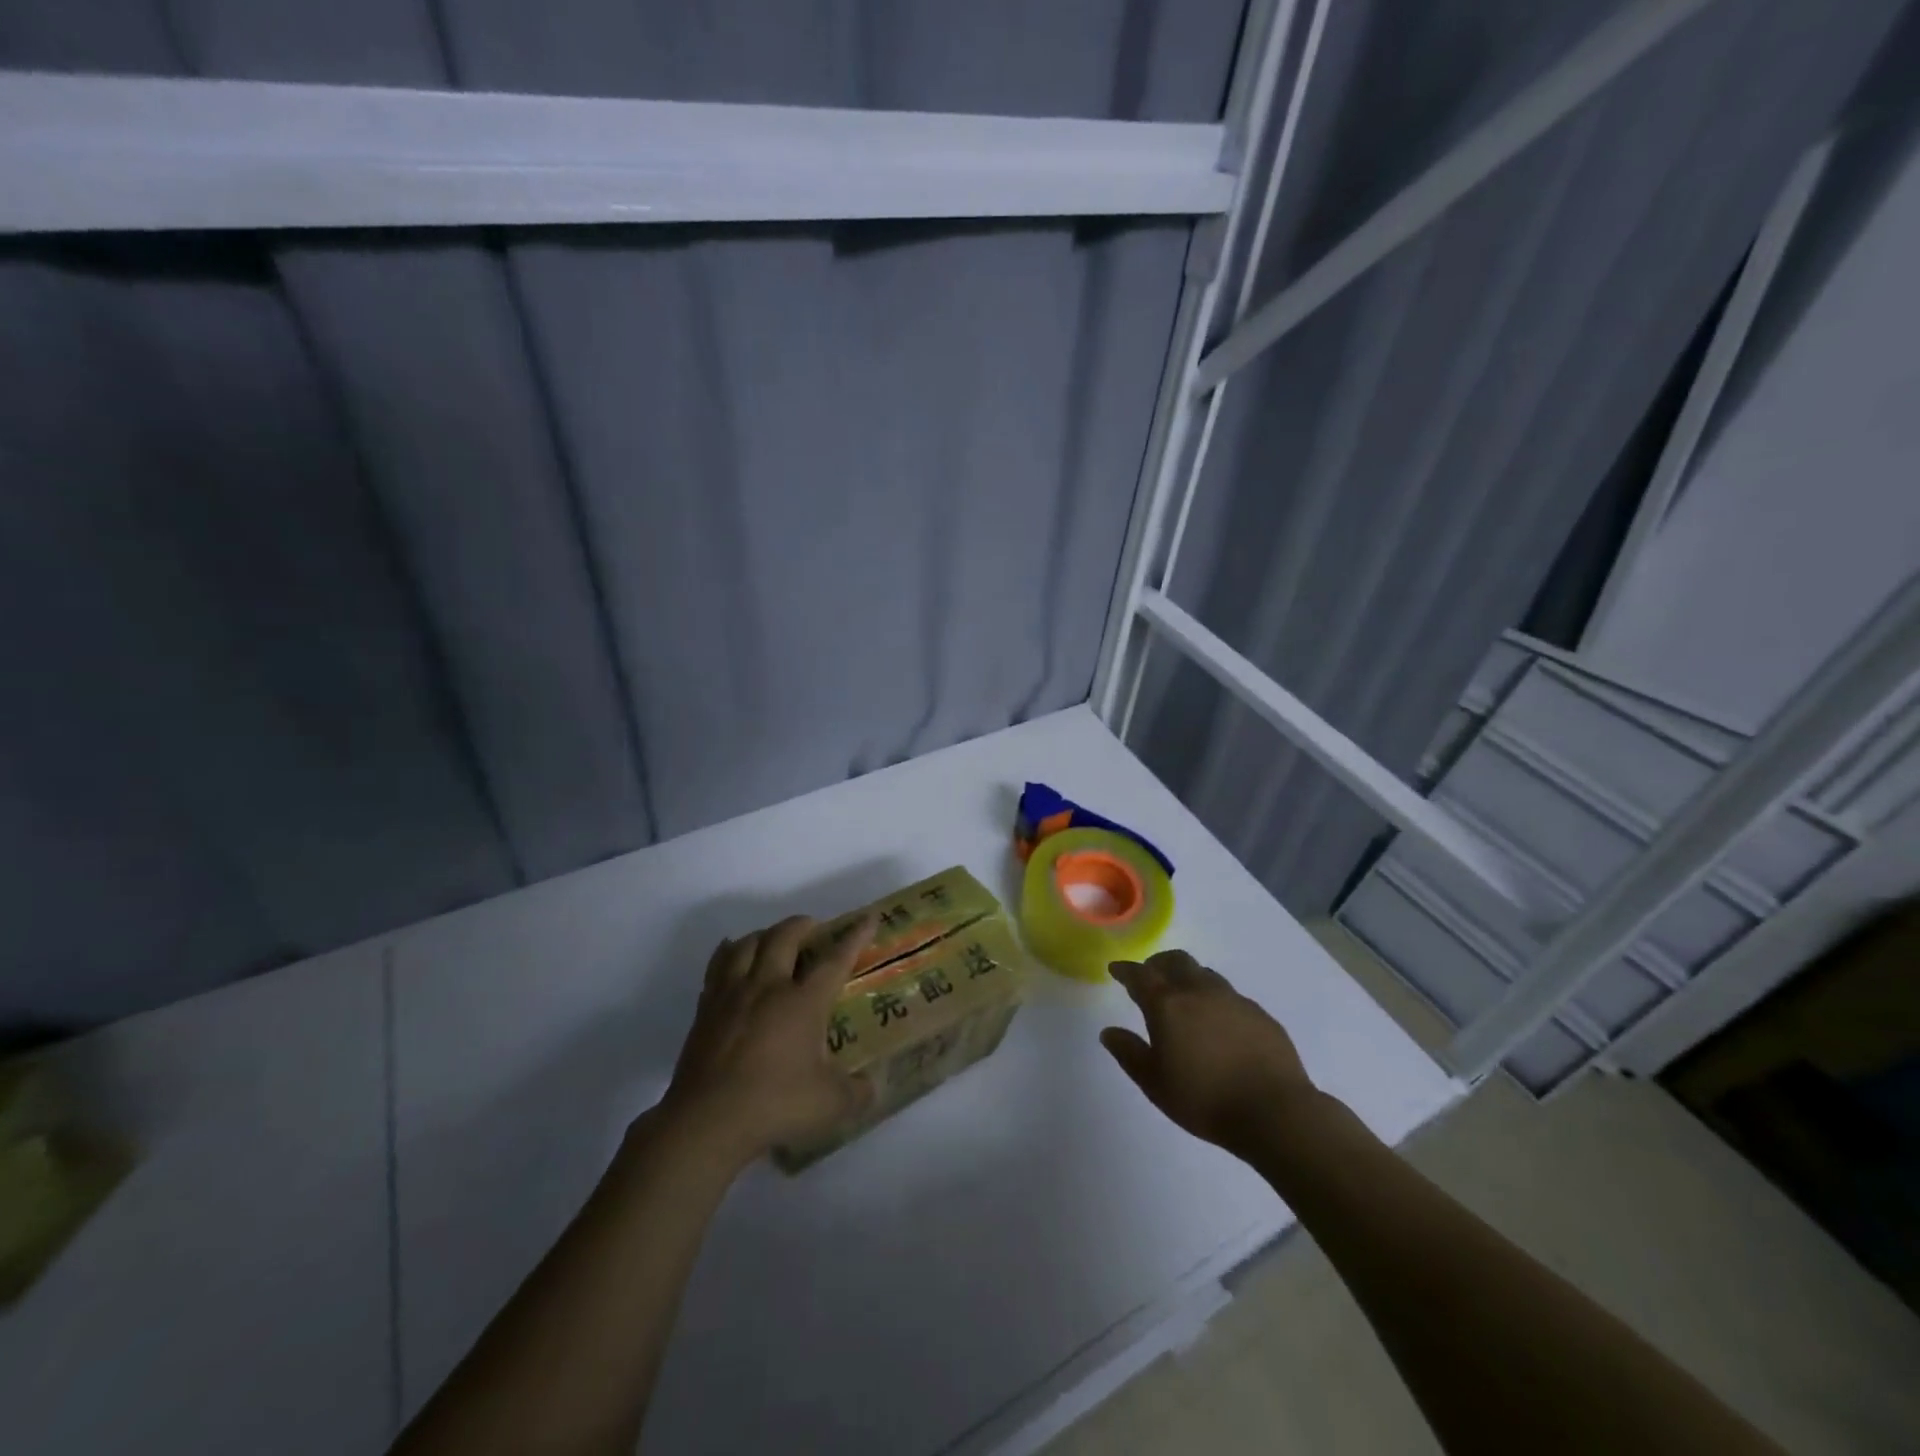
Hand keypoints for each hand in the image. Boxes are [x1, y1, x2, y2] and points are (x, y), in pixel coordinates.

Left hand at [661, 913, 876, 1166]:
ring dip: (764, 934)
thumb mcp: (831, 1105)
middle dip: (802, 925)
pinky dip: (729, 953)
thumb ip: (857, 1092)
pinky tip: (732, 957)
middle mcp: (768, 986)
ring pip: (747, 944)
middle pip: (784, 937)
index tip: (868, 918)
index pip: (835, 959)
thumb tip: (871, 1086)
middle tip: (813, 928)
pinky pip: (717, 966)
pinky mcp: (705, 1009)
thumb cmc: (775, 1105)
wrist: (707, 1121)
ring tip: (773, 940)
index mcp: (803, 1002)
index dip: (854, 937)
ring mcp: (732, 995)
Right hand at [1100, 950, 1318, 1156]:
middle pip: (1175, 961)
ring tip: (1185, 998)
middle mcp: (1199, 991)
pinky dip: (1216, 1000)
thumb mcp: (1155, 1083)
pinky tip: (1219, 1024)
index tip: (1116, 970)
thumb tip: (1109, 1032)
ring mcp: (1233, 999)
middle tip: (1151, 976)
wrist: (1275, 1112)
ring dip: (1188, 978)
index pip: (1140, 975)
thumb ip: (1129, 1053)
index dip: (1126, 970)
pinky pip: (1230, 996)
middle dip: (1158, 964)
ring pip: (1204, 974)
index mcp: (1168, 1004)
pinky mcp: (1259, 1013)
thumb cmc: (1205, 1099)